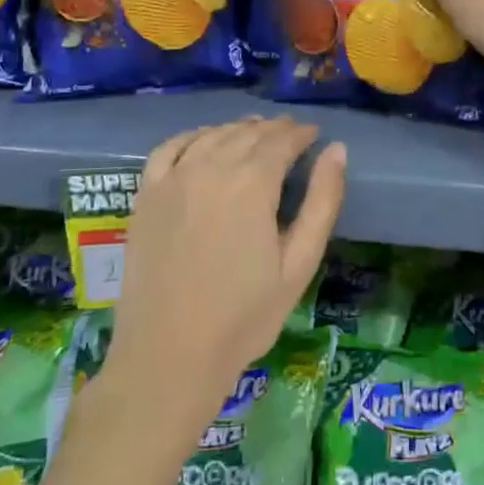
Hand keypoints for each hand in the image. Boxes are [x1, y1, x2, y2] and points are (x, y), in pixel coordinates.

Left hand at [106, 118, 345, 438]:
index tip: (314, 136)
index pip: (281, 140)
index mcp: (252, 183)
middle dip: (274, 131)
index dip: (301, 134)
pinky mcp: (145, 195)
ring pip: (211, 136)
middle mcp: (210, 168)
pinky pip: (169, 148)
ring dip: (237, 130)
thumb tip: (337, 150)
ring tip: (254, 136)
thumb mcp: (299, 263)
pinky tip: (203, 142)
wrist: (169, 354)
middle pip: (247, 134)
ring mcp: (172, 179)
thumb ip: (322, 201)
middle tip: (291, 136)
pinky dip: (192, 137)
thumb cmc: (244, 316)